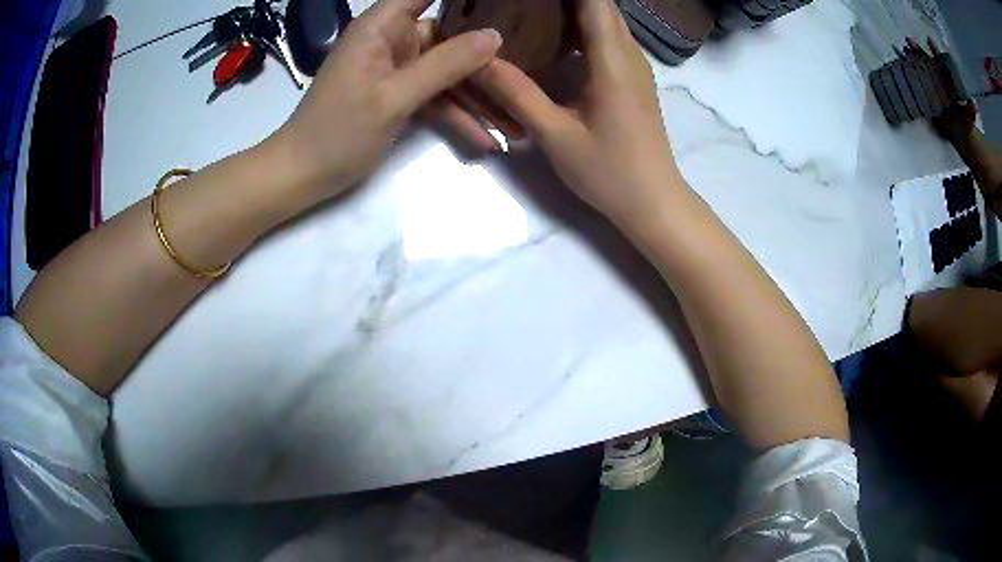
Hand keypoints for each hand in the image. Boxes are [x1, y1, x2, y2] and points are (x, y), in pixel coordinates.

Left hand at [269, 0, 502, 202]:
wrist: (302, 175)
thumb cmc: (337, 131)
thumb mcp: (393, 97)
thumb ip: (444, 64)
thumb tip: (493, 37)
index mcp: (382, 27)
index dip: (465, 0)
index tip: (505, 7)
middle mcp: (392, 40)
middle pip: (448, 36)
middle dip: (484, 57)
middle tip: (525, 73)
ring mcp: (397, 68)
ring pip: (447, 71)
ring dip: (478, 95)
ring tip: (515, 121)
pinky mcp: (398, 93)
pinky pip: (435, 96)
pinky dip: (457, 114)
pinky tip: (487, 137)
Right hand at [471, 0, 681, 229]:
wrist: (654, 202)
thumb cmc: (609, 172)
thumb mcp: (556, 135)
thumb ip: (516, 94)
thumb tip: (479, 59)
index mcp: (613, 60)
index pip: (593, 1)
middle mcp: (629, 54)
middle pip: (600, 5)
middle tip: (520, 3)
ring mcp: (635, 66)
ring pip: (606, 20)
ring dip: (573, 9)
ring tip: (532, 12)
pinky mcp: (634, 79)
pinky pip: (609, 38)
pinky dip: (583, 27)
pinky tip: (555, 38)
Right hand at [904, 37, 976, 145]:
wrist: (964, 137)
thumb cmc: (967, 122)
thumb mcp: (970, 113)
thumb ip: (971, 108)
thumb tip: (975, 105)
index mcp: (948, 78)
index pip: (941, 61)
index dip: (936, 51)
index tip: (929, 40)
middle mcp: (939, 78)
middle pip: (927, 61)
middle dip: (919, 52)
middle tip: (909, 41)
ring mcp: (932, 87)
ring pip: (920, 70)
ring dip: (912, 61)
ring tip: (902, 52)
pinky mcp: (928, 98)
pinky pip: (918, 86)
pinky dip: (910, 78)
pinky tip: (902, 71)